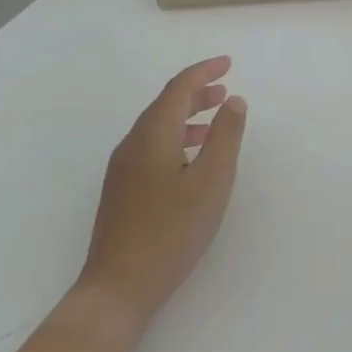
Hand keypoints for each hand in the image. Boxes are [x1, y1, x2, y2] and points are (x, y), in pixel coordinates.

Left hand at [75, 55, 246, 324]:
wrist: (117, 288)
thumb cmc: (171, 232)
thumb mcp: (212, 182)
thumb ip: (225, 137)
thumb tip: (233, 101)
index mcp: (153, 136)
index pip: (178, 88)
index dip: (203, 72)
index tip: (228, 64)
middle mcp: (132, 144)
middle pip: (164, 104)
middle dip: (196, 92)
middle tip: (225, 91)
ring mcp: (122, 169)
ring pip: (157, 126)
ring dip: (186, 116)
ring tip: (213, 120)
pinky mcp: (121, 190)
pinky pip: (151, 146)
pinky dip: (175, 137)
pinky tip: (190, 158)